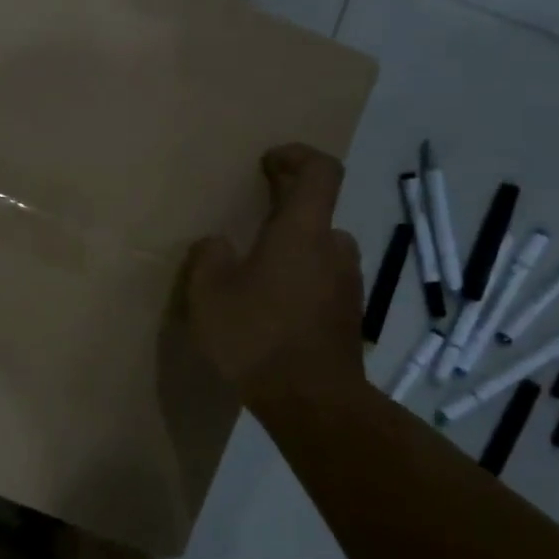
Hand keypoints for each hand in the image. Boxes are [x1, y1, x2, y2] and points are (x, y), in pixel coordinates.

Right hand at [183, 144, 366, 408]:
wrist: (312, 402)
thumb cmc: (257, 336)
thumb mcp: (209, 293)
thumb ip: (209, 257)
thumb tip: (218, 245)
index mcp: (302, 232)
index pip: (321, 171)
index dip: (298, 156)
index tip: (270, 162)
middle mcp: (334, 249)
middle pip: (317, 213)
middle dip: (287, 212)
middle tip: (252, 225)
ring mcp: (348, 285)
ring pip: (320, 252)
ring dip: (294, 252)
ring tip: (257, 275)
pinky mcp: (349, 317)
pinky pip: (323, 284)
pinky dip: (301, 283)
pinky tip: (272, 311)